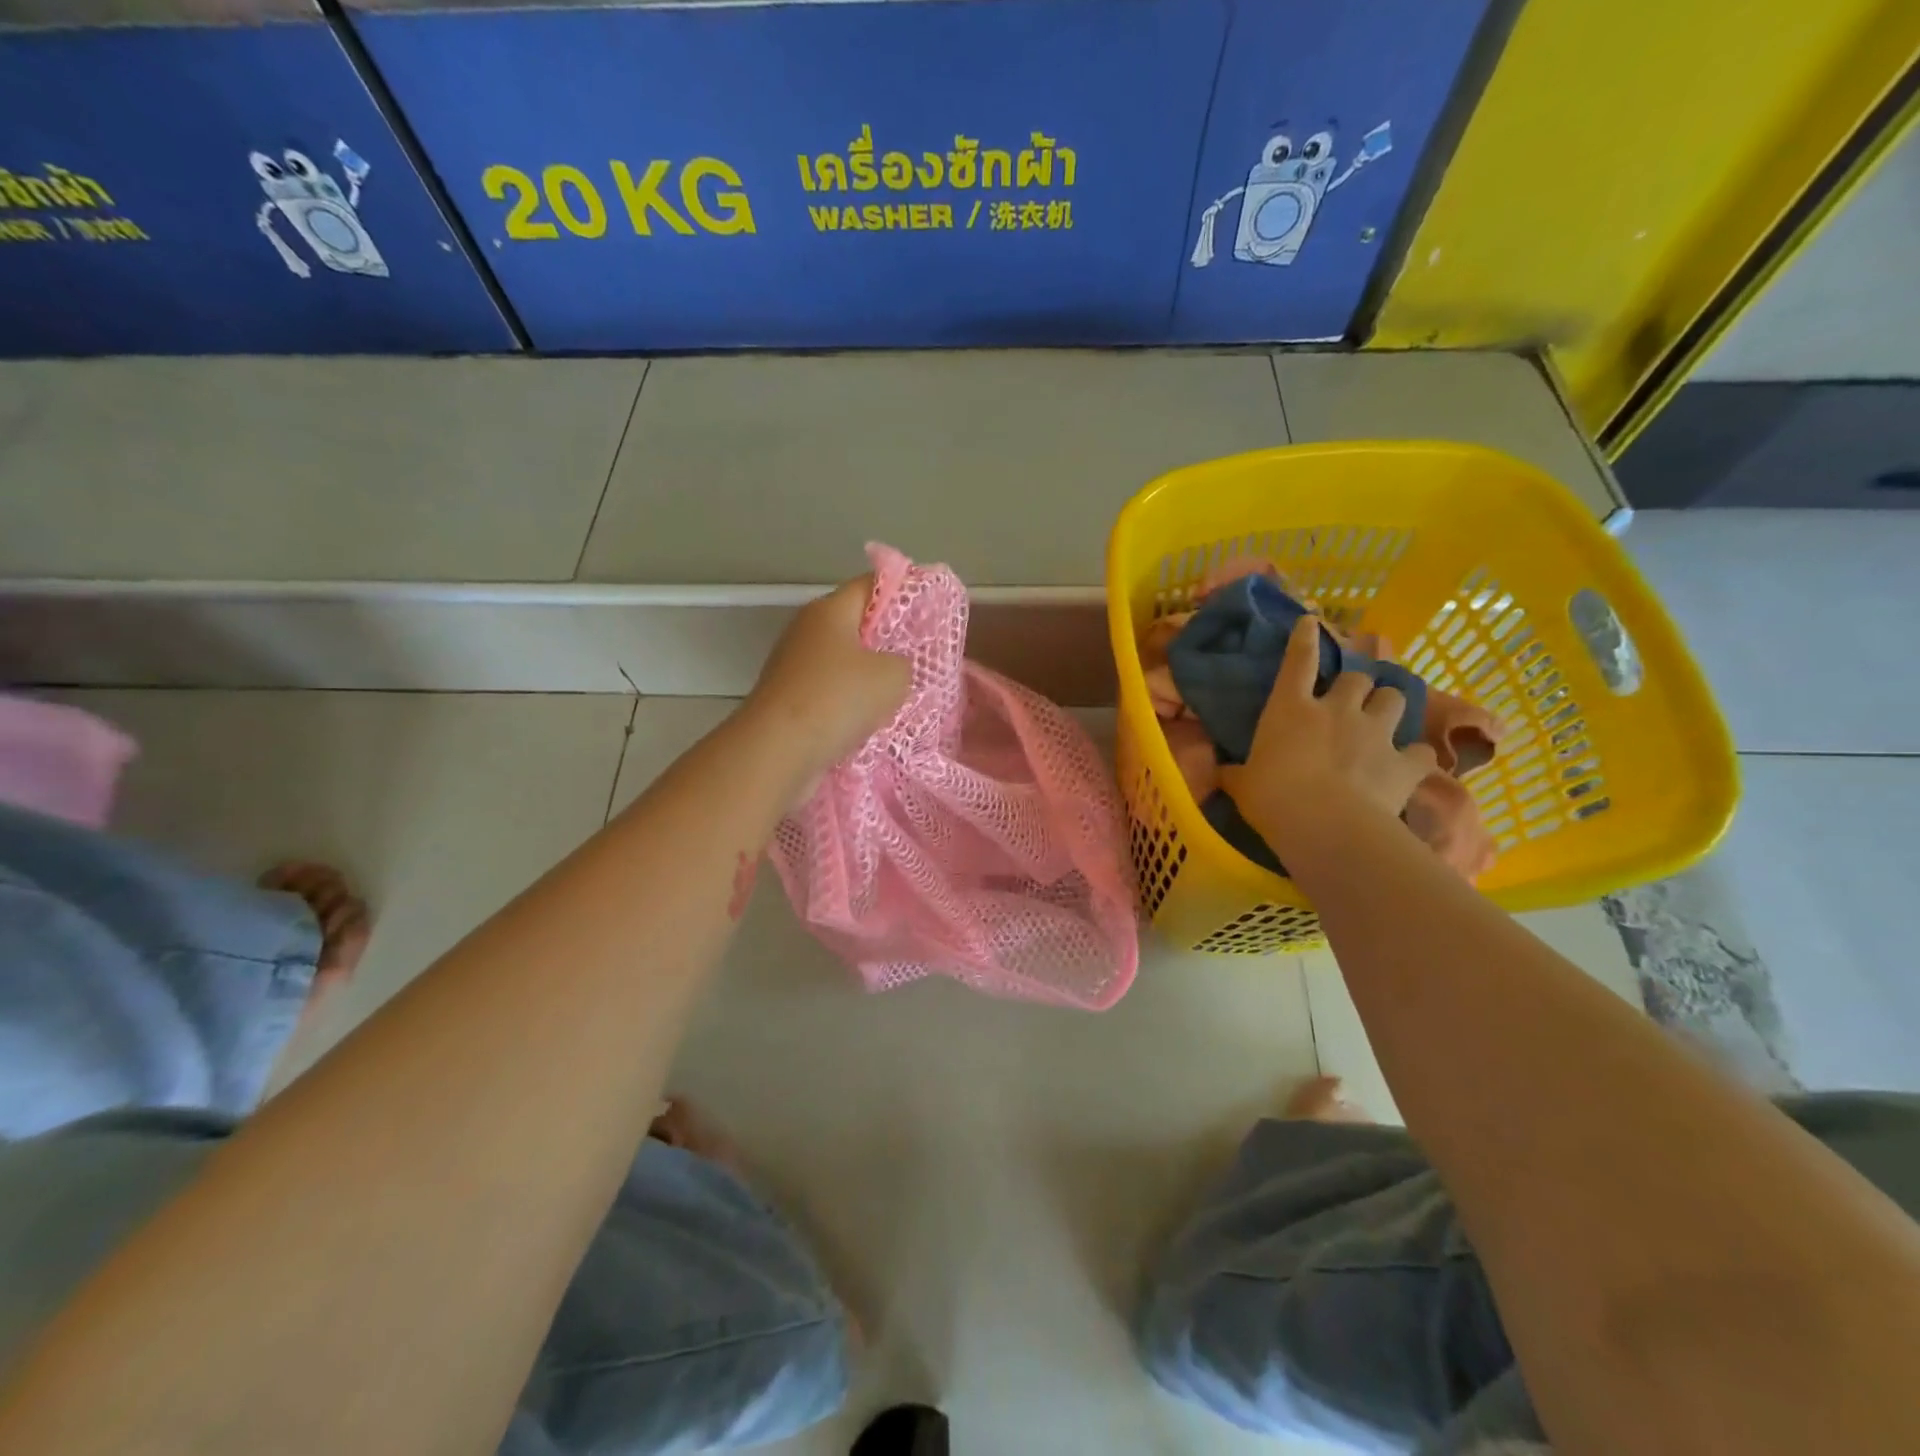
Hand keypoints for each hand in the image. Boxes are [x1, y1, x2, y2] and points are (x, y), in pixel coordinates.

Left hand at [745, 576, 911, 776]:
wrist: (778, 752)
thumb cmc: (837, 699)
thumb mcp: (894, 675)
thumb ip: (904, 662)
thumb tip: (893, 667)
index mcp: (829, 610)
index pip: (870, 585)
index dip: (903, 592)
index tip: (930, 612)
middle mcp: (806, 632)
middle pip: (856, 625)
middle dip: (888, 641)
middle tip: (923, 658)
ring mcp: (794, 668)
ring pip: (844, 664)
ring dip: (870, 679)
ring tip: (903, 695)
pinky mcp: (789, 701)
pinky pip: (831, 694)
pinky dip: (851, 705)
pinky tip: (873, 722)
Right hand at [1219, 615, 1436, 851]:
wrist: (1326, 826)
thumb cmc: (1272, 798)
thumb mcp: (1242, 785)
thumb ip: (1236, 773)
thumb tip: (1220, 772)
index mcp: (1291, 708)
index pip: (1298, 661)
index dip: (1304, 638)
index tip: (1311, 621)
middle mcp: (1337, 710)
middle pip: (1357, 677)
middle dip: (1357, 685)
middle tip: (1351, 699)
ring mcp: (1375, 732)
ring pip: (1394, 699)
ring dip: (1388, 707)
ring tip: (1383, 721)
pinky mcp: (1404, 761)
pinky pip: (1419, 751)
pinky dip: (1413, 756)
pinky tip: (1408, 765)